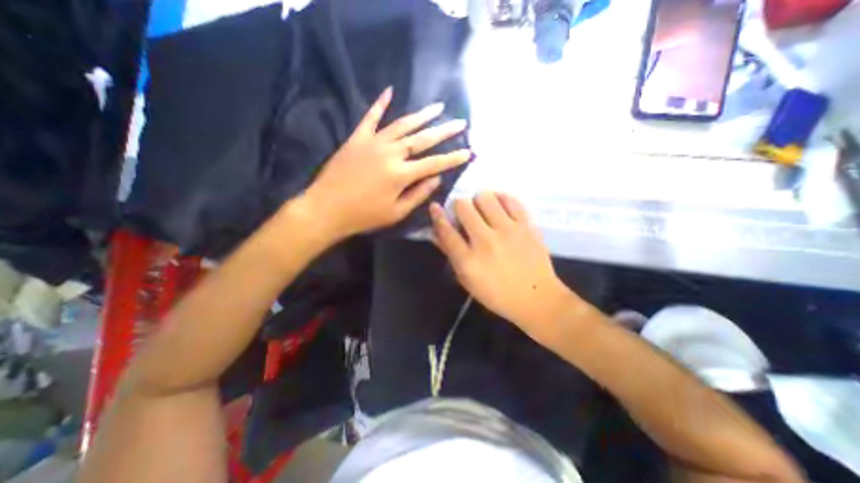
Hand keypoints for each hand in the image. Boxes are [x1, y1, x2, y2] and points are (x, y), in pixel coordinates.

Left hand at [296, 87, 468, 240]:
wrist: (326, 208)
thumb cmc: (364, 215)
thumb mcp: (396, 212)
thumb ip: (418, 194)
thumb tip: (436, 179)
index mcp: (401, 174)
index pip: (434, 163)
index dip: (453, 158)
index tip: (469, 152)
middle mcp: (391, 153)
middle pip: (423, 139)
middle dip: (444, 131)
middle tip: (461, 122)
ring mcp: (373, 142)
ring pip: (402, 124)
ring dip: (422, 115)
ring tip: (438, 107)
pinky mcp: (357, 139)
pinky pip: (370, 117)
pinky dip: (380, 103)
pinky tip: (390, 91)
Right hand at [429, 193, 577, 327]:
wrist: (536, 298)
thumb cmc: (497, 294)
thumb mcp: (467, 280)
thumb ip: (451, 254)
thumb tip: (436, 232)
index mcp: (468, 260)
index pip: (446, 230)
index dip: (437, 215)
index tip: (435, 207)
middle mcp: (486, 241)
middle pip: (463, 207)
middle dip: (459, 206)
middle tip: (464, 213)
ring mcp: (508, 231)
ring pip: (485, 197)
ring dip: (479, 201)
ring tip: (483, 209)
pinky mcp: (527, 226)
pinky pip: (510, 200)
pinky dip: (501, 199)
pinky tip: (499, 206)